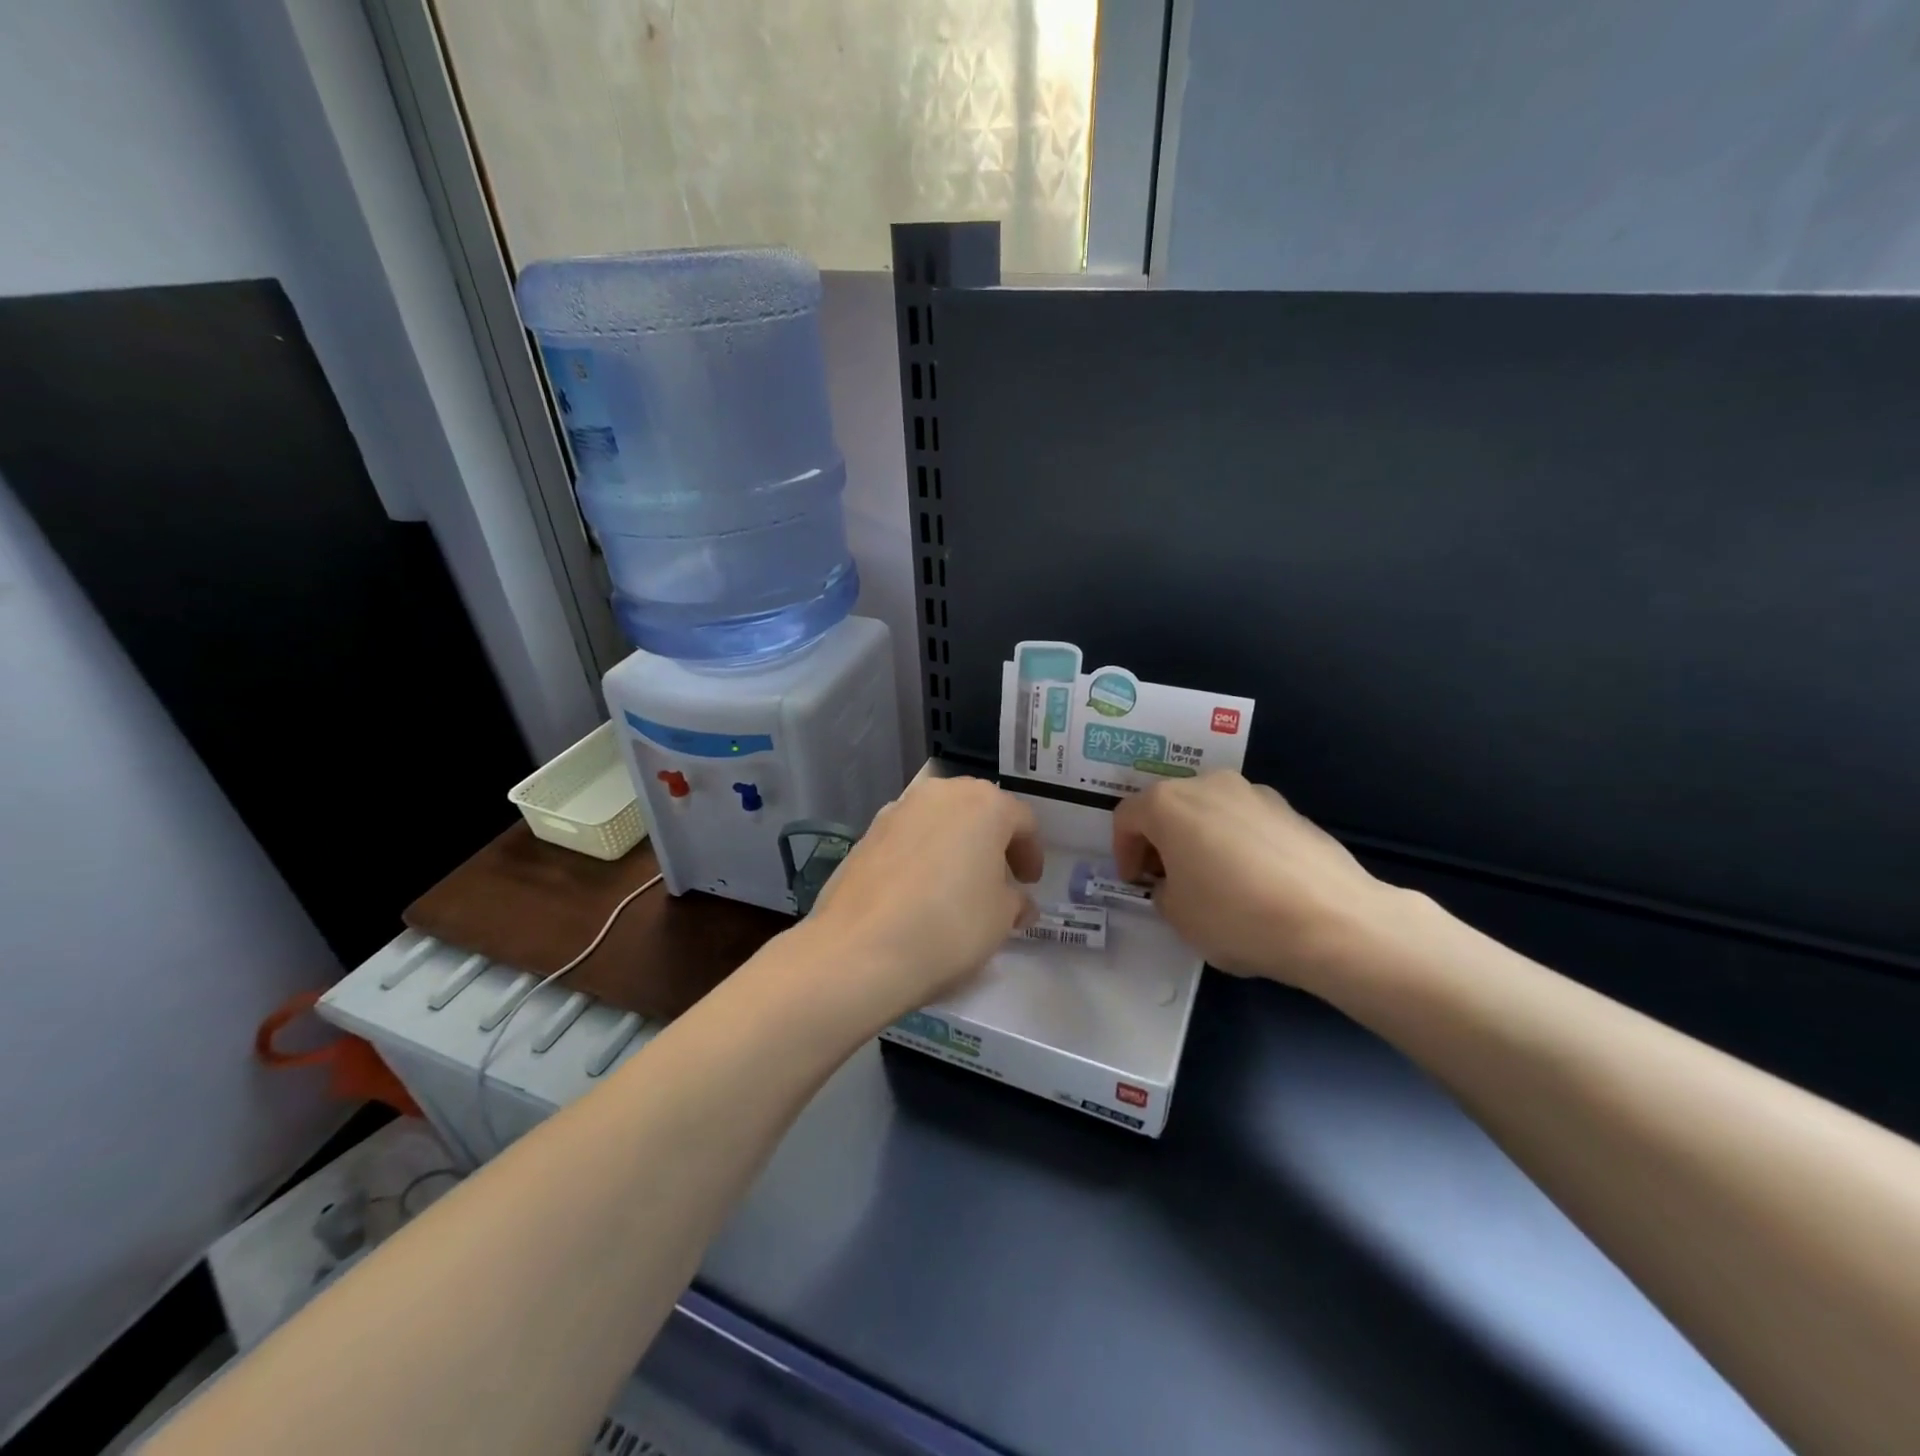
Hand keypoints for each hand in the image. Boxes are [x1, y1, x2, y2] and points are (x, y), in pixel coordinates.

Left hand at [803, 774, 1042, 1019]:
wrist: (861, 948)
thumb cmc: (949, 925)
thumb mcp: (1001, 918)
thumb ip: (1015, 901)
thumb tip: (1017, 901)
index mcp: (984, 803)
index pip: (1022, 820)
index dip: (1031, 853)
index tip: (1030, 882)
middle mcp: (941, 793)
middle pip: (978, 810)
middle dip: (992, 841)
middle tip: (998, 878)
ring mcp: (898, 809)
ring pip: (940, 819)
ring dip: (954, 844)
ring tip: (957, 884)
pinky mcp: (866, 833)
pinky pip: (908, 837)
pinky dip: (921, 854)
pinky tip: (919, 890)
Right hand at [1112, 773, 1399, 984]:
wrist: (1333, 921)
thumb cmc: (1236, 915)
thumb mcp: (1177, 916)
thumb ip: (1163, 891)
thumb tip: (1176, 883)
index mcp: (1169, 803)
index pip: (1127, 818)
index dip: (1123, 851)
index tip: (1134, 882)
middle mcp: (1208, 785)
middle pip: (1168, 806)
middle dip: (1160, 841)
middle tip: (1166, 879)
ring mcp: (1254, 793)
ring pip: (1209, 811)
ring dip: (1198, 839)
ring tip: (1211, 881)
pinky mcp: (1291, 810)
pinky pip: (1245, 822)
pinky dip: (1235, 843)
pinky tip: (1252, 882)